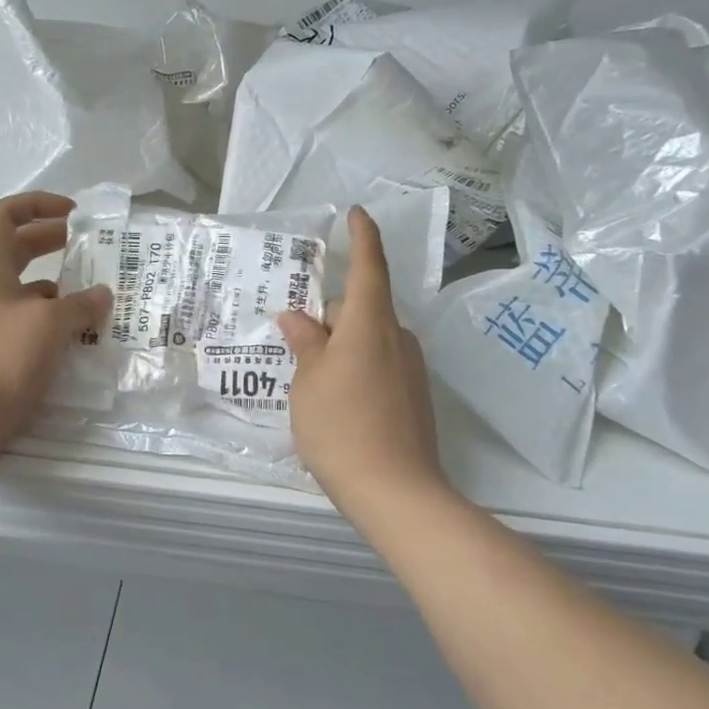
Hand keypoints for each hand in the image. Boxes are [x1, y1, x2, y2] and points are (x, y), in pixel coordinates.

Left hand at [0, 192, 112, 445]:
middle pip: (16, 246)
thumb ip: (81, 303)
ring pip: (23, 283)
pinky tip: (79, 326)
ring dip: (57, 280)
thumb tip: (103, 294)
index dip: (38, 204)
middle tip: (89, 244)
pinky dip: (51, 313)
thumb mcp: (50, 322)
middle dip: (52, 239)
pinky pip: (25, 314)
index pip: (6, 214)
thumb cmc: (4, 356)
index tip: (73, 213)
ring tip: (93, 288)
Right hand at [280, 206, 447, 518]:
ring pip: (368, 339)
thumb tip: (296, 317)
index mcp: (370, 325)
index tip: (355, 214)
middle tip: (294, 343)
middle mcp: (397, 338)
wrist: (396, 493)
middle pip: (360, 309)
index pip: (369, 267)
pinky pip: (379, 364)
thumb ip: (304, 343)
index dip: (362, 237)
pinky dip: (355, 368)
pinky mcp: (414, 396)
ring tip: (309, 382)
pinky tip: (335, 404)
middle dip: (329, 317)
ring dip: (340, 346)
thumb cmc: (341, 426)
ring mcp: (410, 369)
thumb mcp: (308, 382)